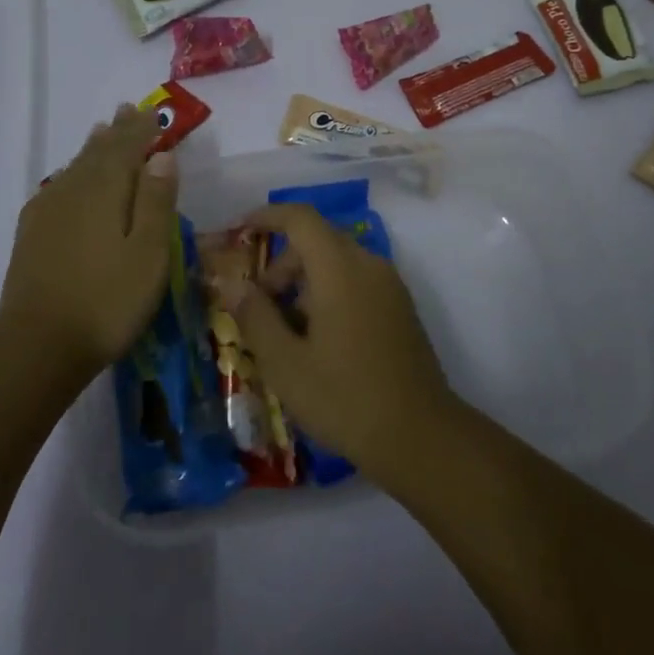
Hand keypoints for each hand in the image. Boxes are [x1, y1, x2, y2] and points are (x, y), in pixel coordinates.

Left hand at [0, 105, 177, 378]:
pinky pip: (57, 187)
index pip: (127, 147)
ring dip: (93, 148)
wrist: (37, 346)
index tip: (151, 111)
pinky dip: (71, 174)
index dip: (141, 129)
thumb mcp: (149, 253)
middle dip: (116, 132)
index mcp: (106, 189)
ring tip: (101, 132)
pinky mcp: (32, 234)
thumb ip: (156, 201)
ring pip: (76, 167)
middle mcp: (74, 190)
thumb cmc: (107, 299)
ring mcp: (48, 211)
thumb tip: (162, 156)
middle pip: (99, 152)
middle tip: (126, 110)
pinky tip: (69, 180)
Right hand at [211, 203, 453, 472]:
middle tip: (258, 306)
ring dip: (304, 281)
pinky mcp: (400, 307)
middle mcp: (368, 263)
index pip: (300, 218)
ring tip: (285, 331)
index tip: (239, 232)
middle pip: (317, 240)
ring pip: (337, 262)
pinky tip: (317, 340)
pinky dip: (329, 292)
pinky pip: (356, 281)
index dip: (267, 217)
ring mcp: (389, 285)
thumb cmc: (345, 398)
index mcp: (340, 267)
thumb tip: (233, 284)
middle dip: (281, 263)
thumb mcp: (285, 363)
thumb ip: (255, 316)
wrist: (420, 437)